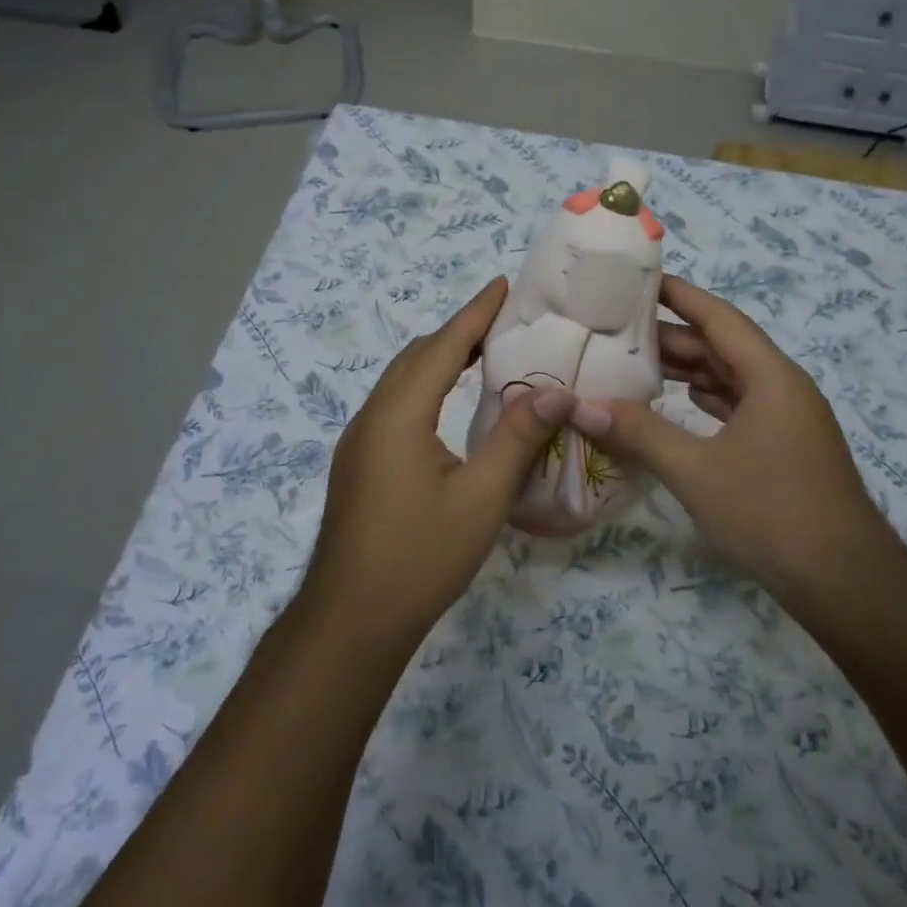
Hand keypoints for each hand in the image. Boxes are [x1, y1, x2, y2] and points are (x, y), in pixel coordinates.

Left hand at [302, 278, 568, 646]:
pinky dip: (426, 386)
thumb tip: (556, 390)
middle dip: (458, 331)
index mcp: (399, 413)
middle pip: (417, 355)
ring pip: (402, 380)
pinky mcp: (358, 464)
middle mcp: (372, 416)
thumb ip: (518, 437)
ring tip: (483, 354)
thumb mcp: (482, 497)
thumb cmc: (420, 557)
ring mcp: (359, 441)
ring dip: (440, 359)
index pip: (443, 345)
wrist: (351, 621)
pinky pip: (395, 404)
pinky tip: (448, 406)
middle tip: (503, 321)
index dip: (476, 313)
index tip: (503, 285)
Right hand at [568, 274, 899, 601]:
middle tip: (618, 329)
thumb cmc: (772, 513)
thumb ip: (639, 433)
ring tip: (635, 363)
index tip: (640, 279)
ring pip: (730, 378)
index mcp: (770, 376)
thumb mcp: (696, 471)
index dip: (679, 295)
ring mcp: (787, 419)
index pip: (719, 317)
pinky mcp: (785, 447)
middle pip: (722, 347)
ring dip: (688, 370)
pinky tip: (677, 403)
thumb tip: (582, 406)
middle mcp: (783, 387)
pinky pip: (739, 406)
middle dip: (672, 337)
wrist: (846, 584)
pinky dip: (705, 400)